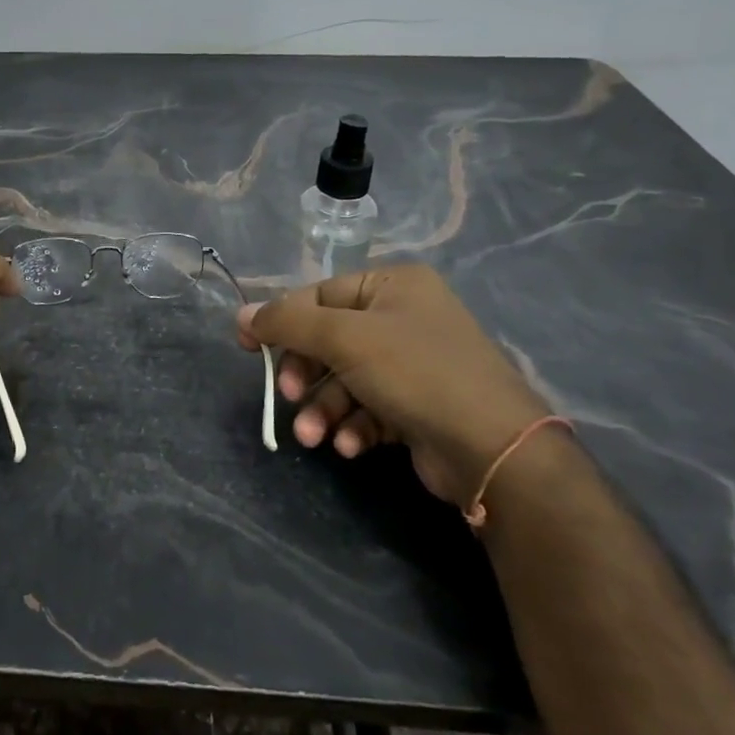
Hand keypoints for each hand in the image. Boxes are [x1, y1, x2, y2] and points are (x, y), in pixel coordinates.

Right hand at [236, 263, 551, 506]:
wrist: (493, 449)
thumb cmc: (415, 372)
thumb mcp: (344, 338)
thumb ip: (288, 322)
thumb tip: (241, 314)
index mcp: (393, 285)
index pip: (319, 296)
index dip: (281, 321)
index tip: (247, 347)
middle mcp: (404, 317)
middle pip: (330, 340)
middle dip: (306, 375)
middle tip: (288, 397)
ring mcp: (413, 363)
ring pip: (346, 379)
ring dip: (324, 408)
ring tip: (313, 437)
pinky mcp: (418, 405)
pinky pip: (369, 407)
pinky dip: (354, 425)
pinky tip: (351, 446)